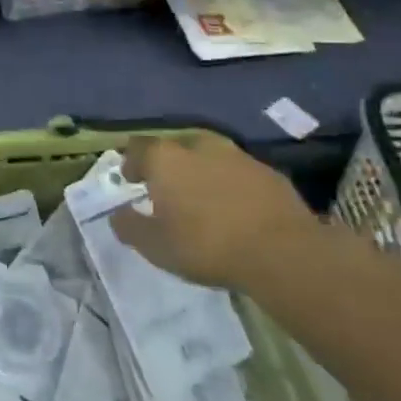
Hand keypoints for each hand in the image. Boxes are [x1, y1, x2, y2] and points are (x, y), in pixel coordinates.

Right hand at [113, 132, 315, 290]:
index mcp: (166, 159)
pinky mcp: (269, 172)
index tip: (132, 181)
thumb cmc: (206, 245)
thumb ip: (129, 226)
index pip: (138, 148)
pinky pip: (239, 173)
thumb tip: (117, 214)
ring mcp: (238, 156)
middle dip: (169, 166)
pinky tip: (235, 208)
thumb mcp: (155, 246)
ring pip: (210, 157)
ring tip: (203, 199)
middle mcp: (199, 147)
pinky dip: (231, 185)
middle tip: (168, 190)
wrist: (282, 253)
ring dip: (202, 172)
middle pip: (176, 148)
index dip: (132, 163)